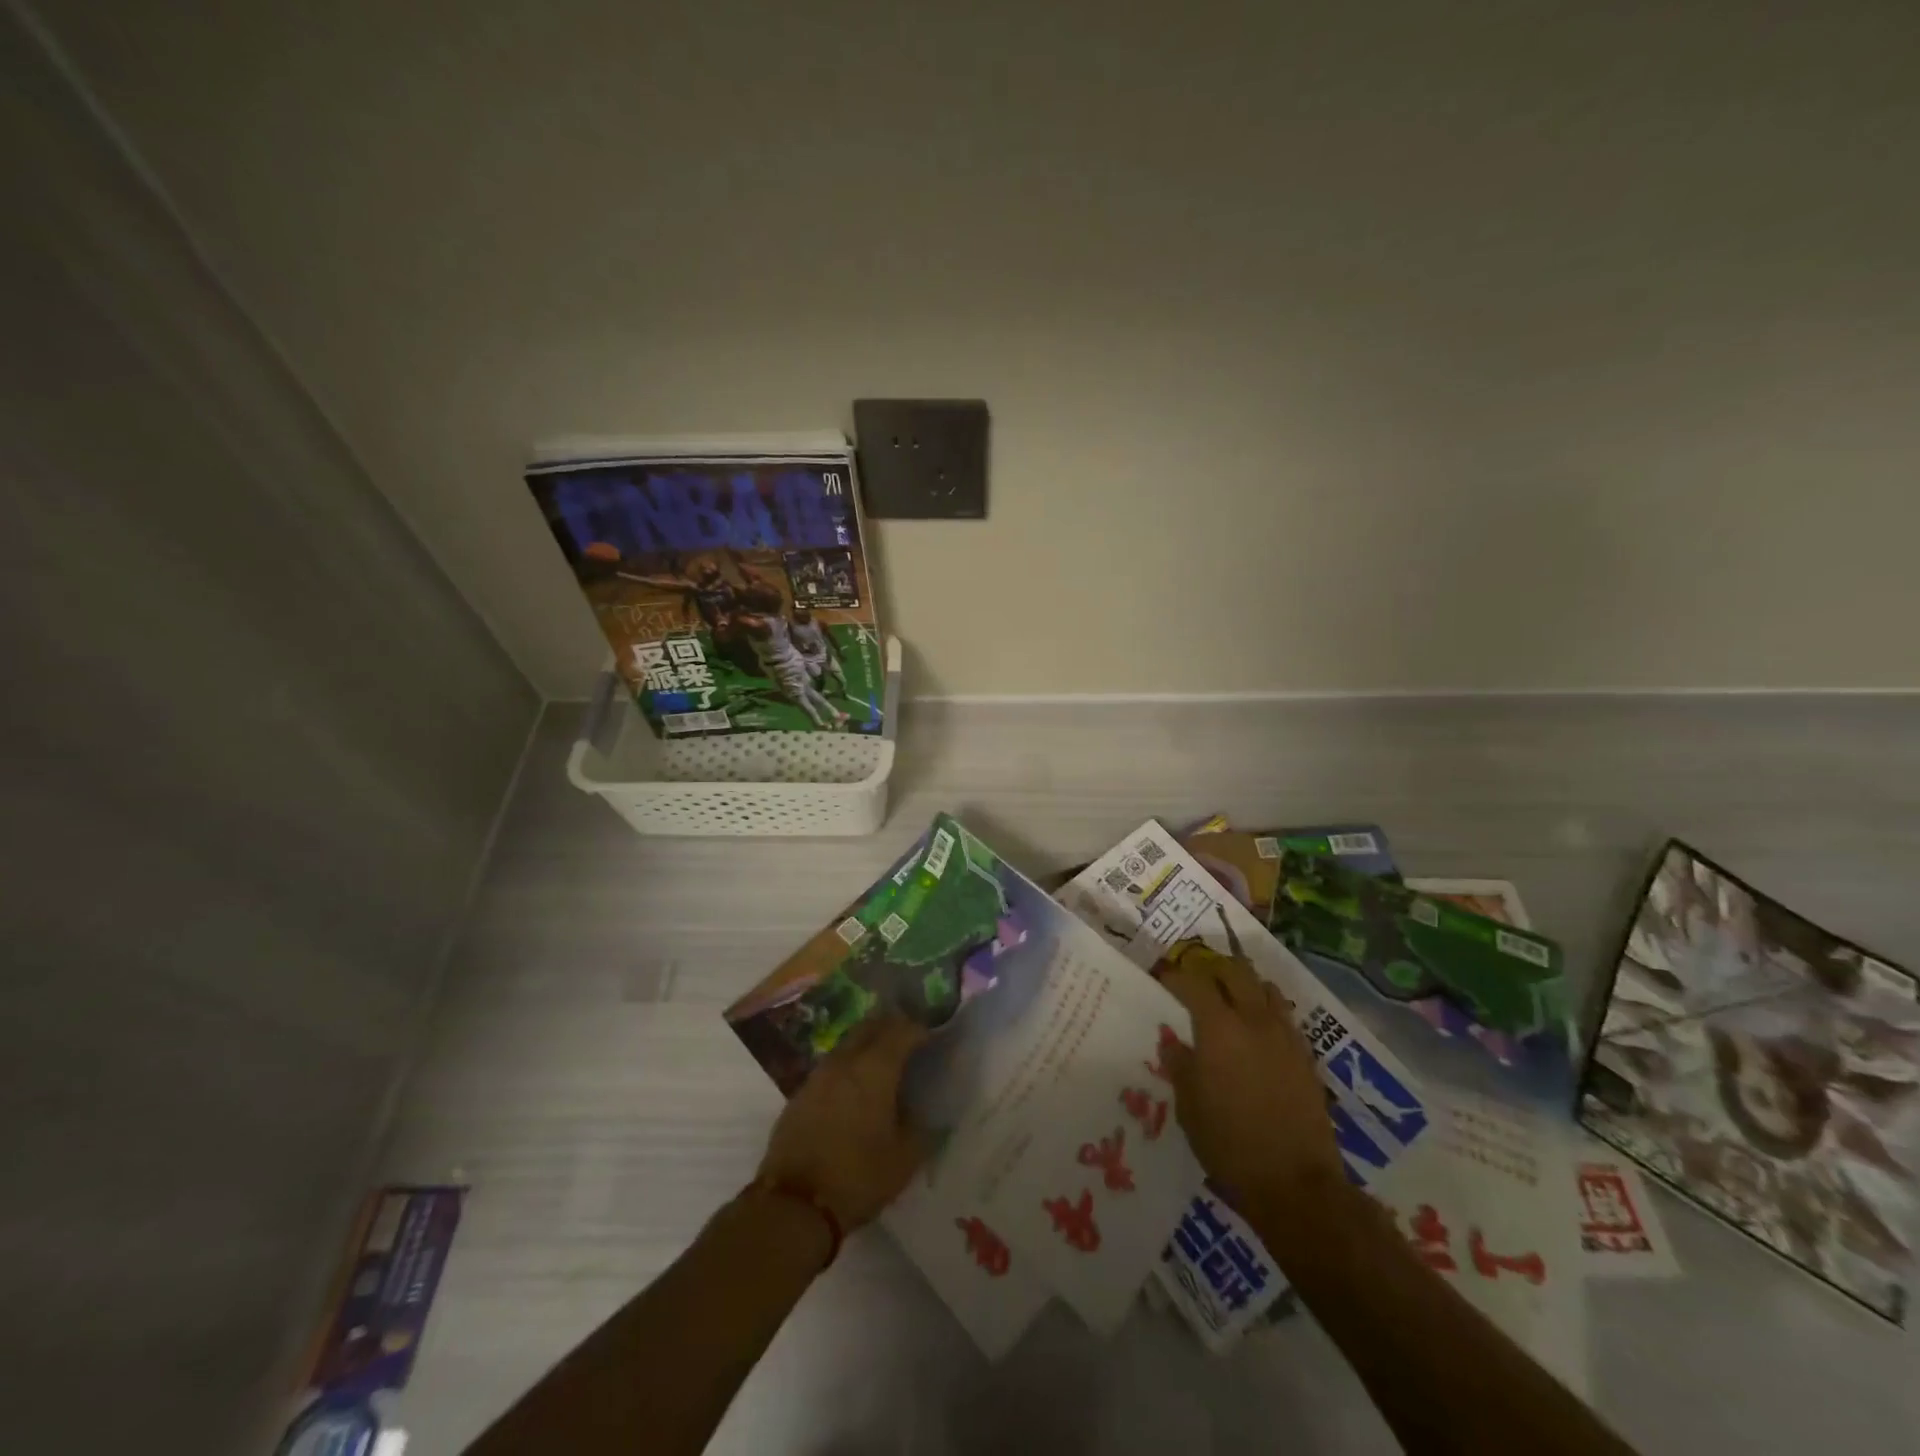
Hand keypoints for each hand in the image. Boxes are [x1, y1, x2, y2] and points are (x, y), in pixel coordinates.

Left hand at [757, 1014, 930, 1230]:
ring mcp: (818, 1075)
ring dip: (867, 1045)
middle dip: (892, 1027)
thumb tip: (926, 1111)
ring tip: (882, 1067)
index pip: (902, 1030)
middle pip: (871, 1027)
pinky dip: (848, 1066)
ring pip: (848, 1043)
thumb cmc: (857, 1177)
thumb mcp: (904, 1159)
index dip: (920, 1030)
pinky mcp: (800, 1094)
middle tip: (908, 1043)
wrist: (793, 1205)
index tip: (932, 1039)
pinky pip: (831, 1066)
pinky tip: (853, 1090)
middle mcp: (845, 1061)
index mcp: (874, 1069)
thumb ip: (921, 1128)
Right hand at [1159, 947, 1344, 1205]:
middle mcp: (1253, 1019)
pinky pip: (1284, 1016)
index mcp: (1218, 1026)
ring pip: (1265, 987)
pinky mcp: (1306, 1056)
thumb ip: (1180, 1065)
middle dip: (1212, 968)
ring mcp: (1284, 1035)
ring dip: (1244, 984)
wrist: (1295, 1183)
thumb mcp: (1188, 1106)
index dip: (1174, 976)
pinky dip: (1267, 1010)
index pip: (1193, 982)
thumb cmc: (1229, 1143)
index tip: (1162, 978)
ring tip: (1230, 998)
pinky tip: (1257, 1030)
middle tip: (1197, 979)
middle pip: (1235, 971)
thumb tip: (1173, 1041)